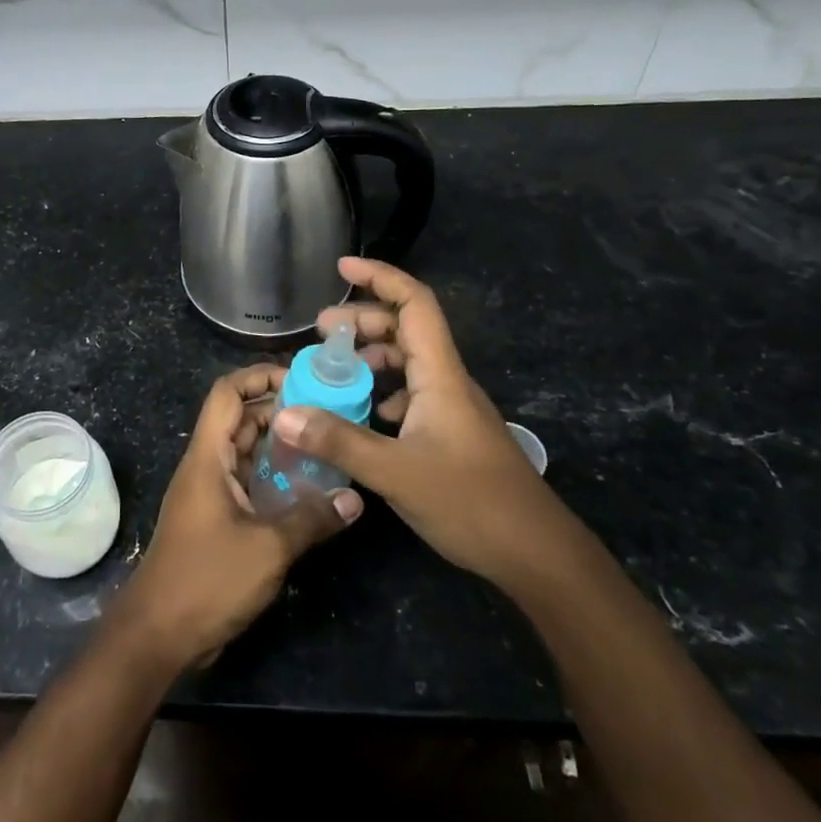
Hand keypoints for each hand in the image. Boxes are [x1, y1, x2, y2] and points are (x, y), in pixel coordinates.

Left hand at [111, 364, 361, 670]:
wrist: (159, 633)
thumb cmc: (207, 579)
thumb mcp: (268, 548)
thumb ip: (311, 518)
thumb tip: (355, 498)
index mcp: (207, 457)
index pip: (227, 393)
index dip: (259, 376)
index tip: (301, 379)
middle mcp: (206, 466)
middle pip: (240, 419)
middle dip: (279, 410)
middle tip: (327, 413)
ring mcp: (210, 493)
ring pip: (245, 452)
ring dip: (279, 445)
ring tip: (325, 444)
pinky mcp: (217, 519)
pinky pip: (247, 482)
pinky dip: (274, 477)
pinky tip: (309, 488)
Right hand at [271, 258, 575, 591]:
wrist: (537, 554)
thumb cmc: (472, 503)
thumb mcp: (396, 473)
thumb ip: (339, 441)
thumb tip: (283, 414)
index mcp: (440, 375)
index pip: (415, 304)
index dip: (381, 277)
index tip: (341, 267)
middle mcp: (447, 382)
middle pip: (406, 329)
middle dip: (363, 321)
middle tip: (320, 332)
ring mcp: (451, 408)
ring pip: (409, 363)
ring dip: (372, 357)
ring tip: (334, 371)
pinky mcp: (451, 434)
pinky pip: (412, 394)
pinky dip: (383, 391)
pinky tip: (364, 414)